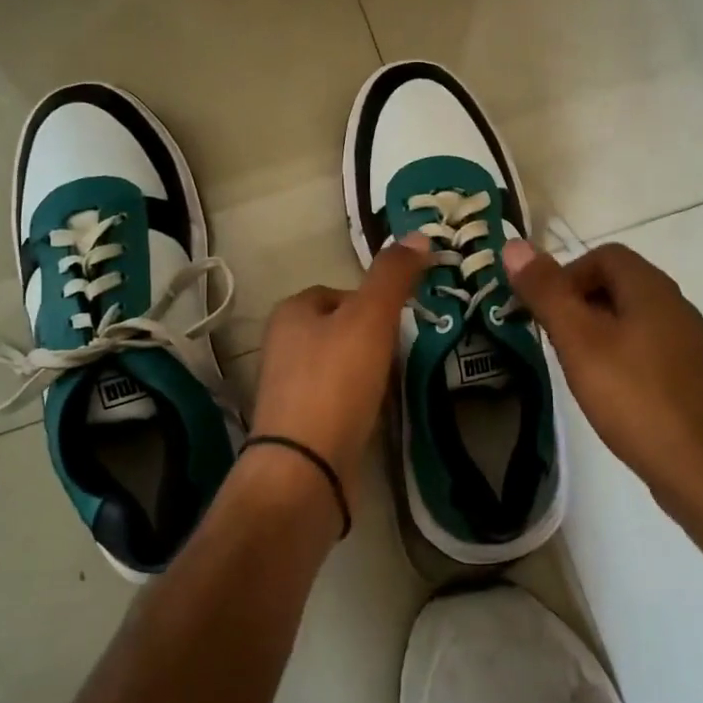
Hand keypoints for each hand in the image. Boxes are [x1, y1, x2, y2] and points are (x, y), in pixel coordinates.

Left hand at [248, 235, 431, 501]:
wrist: (306, 467)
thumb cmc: (336, 382)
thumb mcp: (370, 318)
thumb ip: (393, 276)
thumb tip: (420, 235)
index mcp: (292, 312)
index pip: (340, 292)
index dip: (373, 302)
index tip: (400, 321)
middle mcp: (282, 345)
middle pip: (341, 329)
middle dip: (373, 338)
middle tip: (402, 353)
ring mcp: (288, 387)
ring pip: (340, 364)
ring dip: (368, 370)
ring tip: (395, 384)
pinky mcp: (300, 424)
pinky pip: (338, 398)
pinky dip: (359, 400)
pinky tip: (376, 412)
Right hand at [503, 239, 702, 523]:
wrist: (701, 468)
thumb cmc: (634, 397)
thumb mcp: (579, 341)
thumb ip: (547, 292)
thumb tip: (514, 245)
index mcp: (652, 289)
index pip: (604, 255)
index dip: (566, 273)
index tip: (544, 311)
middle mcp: (676, 306)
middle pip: (619, 284)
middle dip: (579, 302)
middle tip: (553, 339)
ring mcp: (688, 343)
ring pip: (632, 318)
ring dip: (598, 330)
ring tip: (575, 366)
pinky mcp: (691, 377)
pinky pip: (647, 348)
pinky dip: (620, 356)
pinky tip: (609, 391)